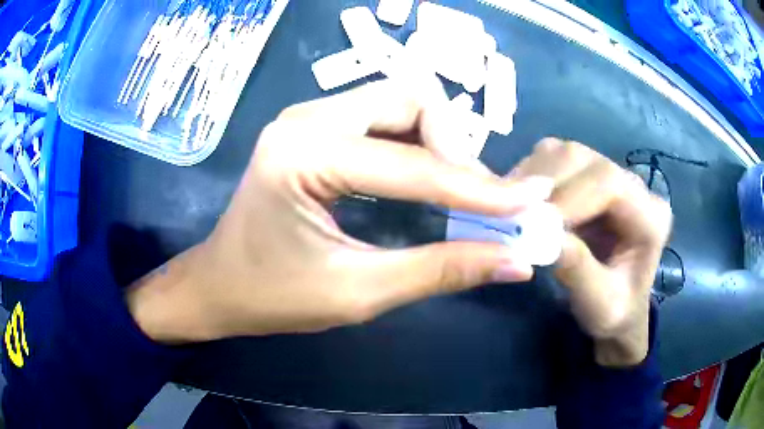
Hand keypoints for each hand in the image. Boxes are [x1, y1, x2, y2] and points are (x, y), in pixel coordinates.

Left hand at [125, 77, 553, 342]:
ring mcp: (307, 118)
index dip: (481, 188)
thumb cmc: (272, 296)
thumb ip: (441, 270)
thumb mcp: (357, 293)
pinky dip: (416, 144)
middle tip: (480, 198)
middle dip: (456, 147)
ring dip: (439, 143)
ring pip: (399, 104)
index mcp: (304, 154)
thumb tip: (514, 259)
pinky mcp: (312, 128)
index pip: (414, 166)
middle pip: (410, 101)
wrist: (219, 285)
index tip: (532, 201)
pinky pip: (381, 120)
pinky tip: (427, 179)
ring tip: (460, 191)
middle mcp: (305, 119)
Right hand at [510, 139, 672, 366]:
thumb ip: (578, 271)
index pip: (609, 182)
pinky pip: (553, 160)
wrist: (620, 307)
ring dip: (533, 180)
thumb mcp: (600, 305)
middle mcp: (633, 185)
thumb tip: (538, 235)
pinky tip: (523, 204)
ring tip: (517, 213)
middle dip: (545, 185)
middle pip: (582, 158)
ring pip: (564, 153)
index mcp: (650, 216)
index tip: (533, 224)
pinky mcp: (589, 177)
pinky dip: (530, 178)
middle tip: (516, 218)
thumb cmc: (615, 311)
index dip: (569, 195)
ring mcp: (610, 175)